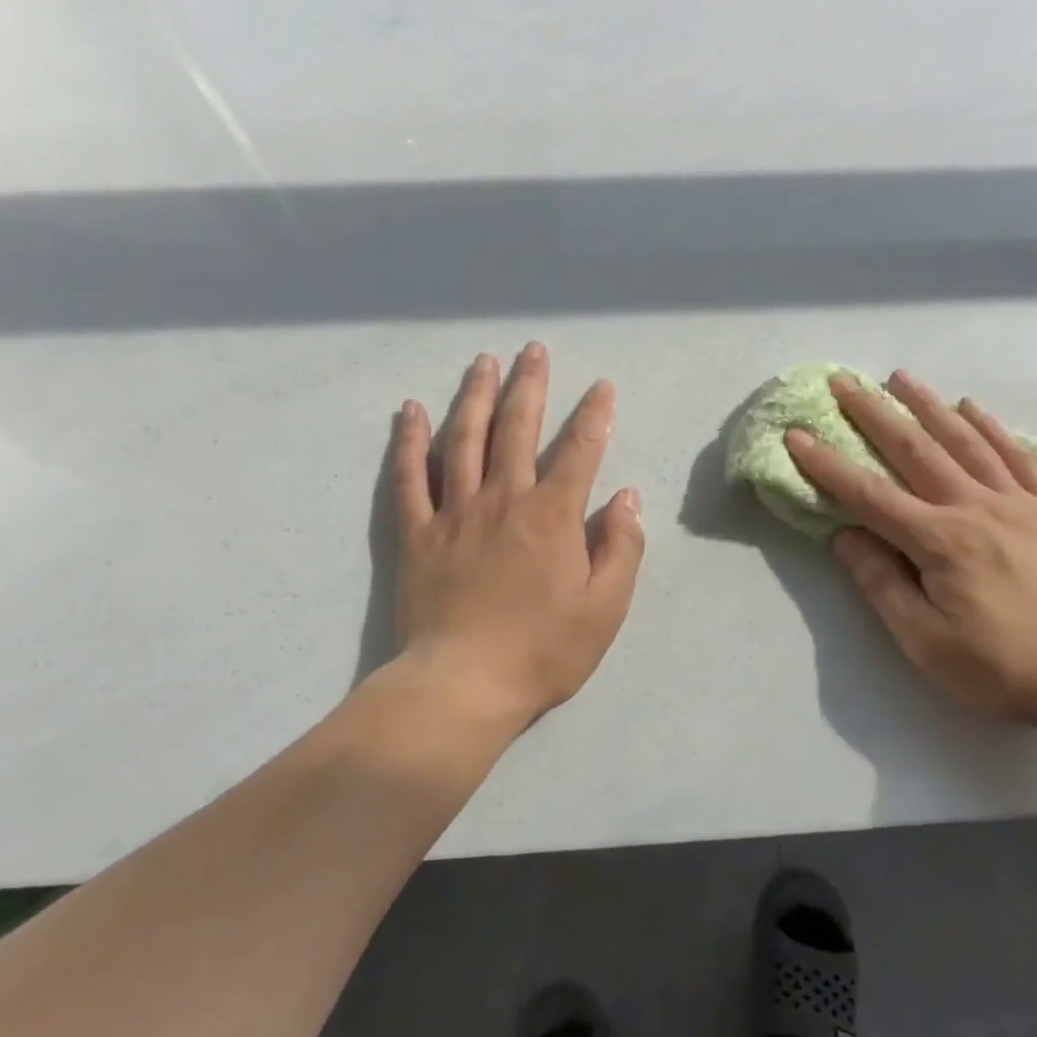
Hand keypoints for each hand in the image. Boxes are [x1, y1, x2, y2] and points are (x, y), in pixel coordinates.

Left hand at [392, 344, 645, 733]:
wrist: (463, 686)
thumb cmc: (542, 651)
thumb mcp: (605, 608)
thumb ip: (621, 548)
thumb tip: (626, 497)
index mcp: (553, 516)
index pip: (580, 451)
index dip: (594, 415)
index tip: (602, 387)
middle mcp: (504, 499)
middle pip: (517, 428)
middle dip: (530, 385)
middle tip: (533, 350)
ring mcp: (455, 512)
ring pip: (464, 438)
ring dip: (475, 395)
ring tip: (483, 361)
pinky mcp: (418, 532)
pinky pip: (410, 477)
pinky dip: (410, 440)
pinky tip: (410, 410)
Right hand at [786, 371, 1036, 725]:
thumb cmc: (1001, 667)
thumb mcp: (924, 640)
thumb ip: (881, 583)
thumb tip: (845, 536)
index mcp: (940, 541)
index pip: (869, 495)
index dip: (828, 465)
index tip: (797, 436)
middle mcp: (975, 508)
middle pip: (914, 451)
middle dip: (874, 414)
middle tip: (845, 381)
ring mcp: (1017, 504)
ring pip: (965, 441)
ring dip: (928, 405)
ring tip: (900, 377)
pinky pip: (1017, 458)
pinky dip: (992, 428)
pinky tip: (973, 407)